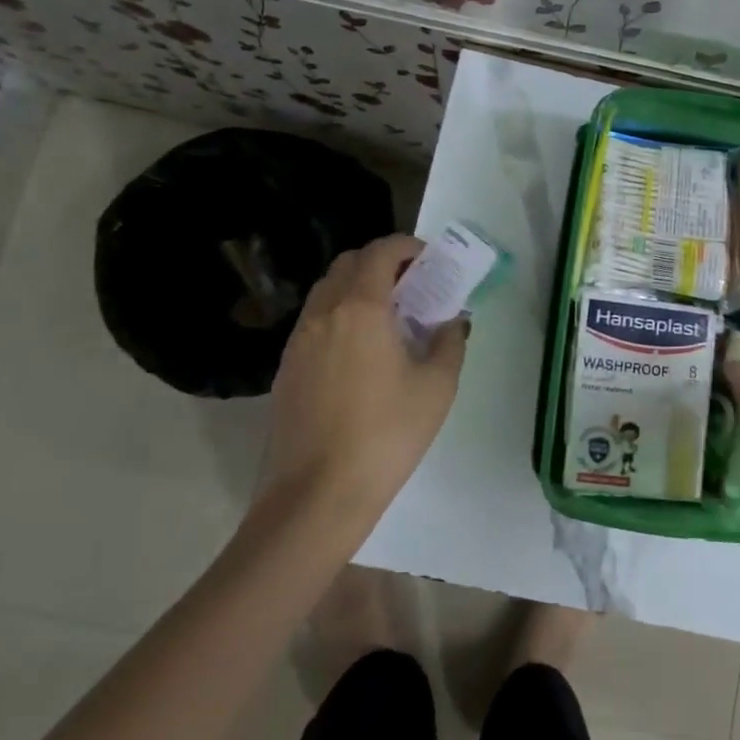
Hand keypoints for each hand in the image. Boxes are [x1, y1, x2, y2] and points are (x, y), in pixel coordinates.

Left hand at [264, 235, 467, 522]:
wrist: (318, 493)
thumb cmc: (387, 435)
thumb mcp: (436, 388)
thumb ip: (449, 342)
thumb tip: (452, 321)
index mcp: (360, 308)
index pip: (379, 253)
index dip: (406, 247)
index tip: (428, 260)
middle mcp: (323, 314)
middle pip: (348, 264)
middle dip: (380, 263)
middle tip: (411, 286)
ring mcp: (298, 340)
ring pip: (326, 292)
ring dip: (356, 288)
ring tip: (386, 317)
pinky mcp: (286, 368)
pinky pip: (314, 322)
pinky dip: (338, 316)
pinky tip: (359, 351)